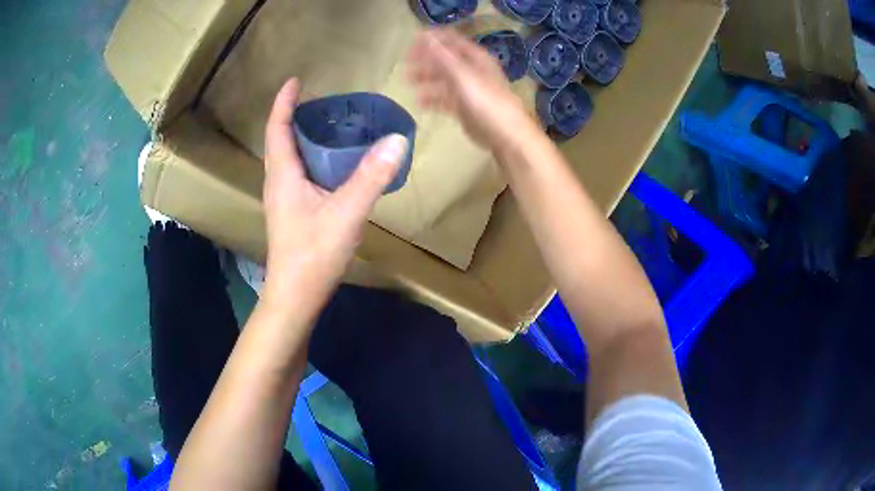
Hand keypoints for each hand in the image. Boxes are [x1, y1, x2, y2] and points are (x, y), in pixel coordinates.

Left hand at [261, 79, 407, 319]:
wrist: (296, 296)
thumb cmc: (313, 254)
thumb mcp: (346, 213)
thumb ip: (371, 177)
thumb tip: (397, 140)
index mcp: (283, 175)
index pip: (277, 128)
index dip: (283, 102)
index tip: (295, 80)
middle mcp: (278, 183)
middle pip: (282, 140)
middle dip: (296, 116)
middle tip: (323, 102)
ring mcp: (284, 200)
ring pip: (290, 158)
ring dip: (304, 137)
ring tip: (330, 125)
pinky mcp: (293, 213)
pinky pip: (300, 174)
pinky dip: (313, 159)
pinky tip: (334, 164)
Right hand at [406, 29, 536, 149]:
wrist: (505, 136)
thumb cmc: (486, 102)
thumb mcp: (463, 76)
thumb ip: (443, 56)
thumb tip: (425, 35)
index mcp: (476, 59)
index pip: (451, 41)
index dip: (432, 39)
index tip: (412, 41)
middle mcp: (472, 71)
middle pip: (445, 60)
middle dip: (425, 60)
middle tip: (405, 65)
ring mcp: (468, 90)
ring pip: (443, 80)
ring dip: (425, 79)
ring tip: (407, 82)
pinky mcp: (464, 108)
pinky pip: (445, 99)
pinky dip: (432, 99)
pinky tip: (419, 102)